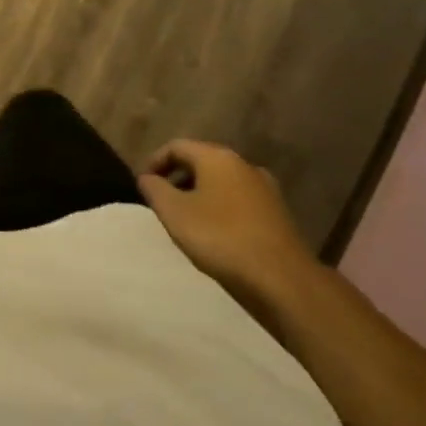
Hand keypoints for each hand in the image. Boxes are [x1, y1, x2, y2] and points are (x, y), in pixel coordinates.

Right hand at [138, 140, 323, 319]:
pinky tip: (214, 234)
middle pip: (201, 161)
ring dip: (199, 194)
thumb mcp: (174, 212)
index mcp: (217, 157)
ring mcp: (265, 189)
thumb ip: (154, 189)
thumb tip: (147, 177)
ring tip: (186, 220)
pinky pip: (239, 201)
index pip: (176, 146)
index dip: (154, 161)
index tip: (143, 185)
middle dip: (177, 178)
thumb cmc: (220, 238)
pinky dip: (220, 208)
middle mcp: (243, 165)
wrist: (282, 279)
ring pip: (221, 182)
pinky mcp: (277, 213)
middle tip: (162, 202)